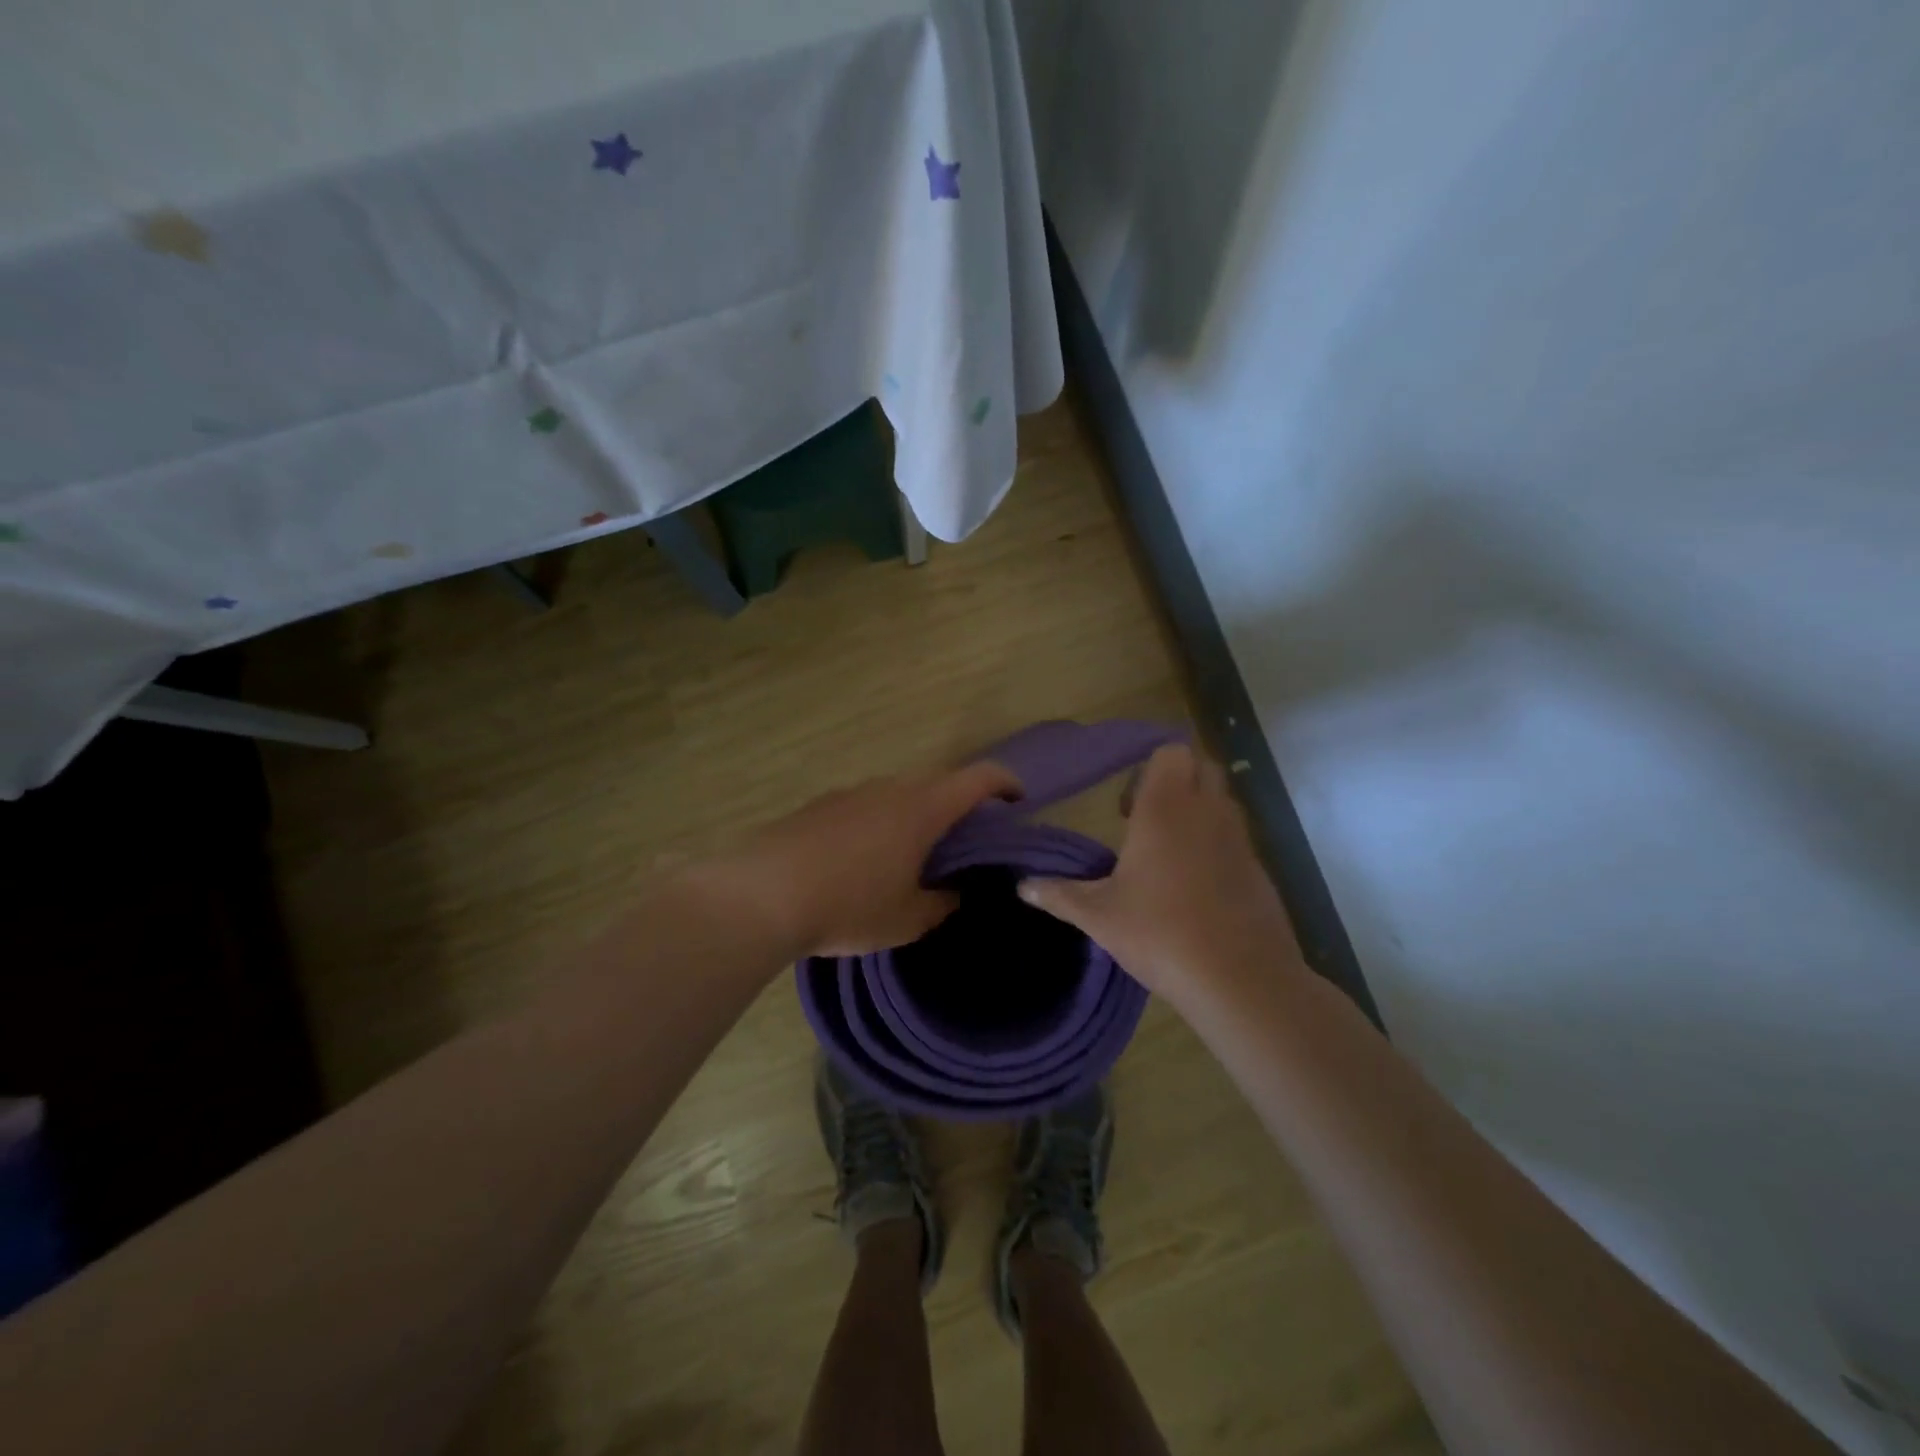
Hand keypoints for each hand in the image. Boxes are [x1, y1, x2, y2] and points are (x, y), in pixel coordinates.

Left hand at [712, 761, 1024, 958]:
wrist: (760, 895)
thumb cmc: (848, 906)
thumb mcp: (906, 920)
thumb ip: (940, 905)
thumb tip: (953, 895)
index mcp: (922, 809)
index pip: (978, 778)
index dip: (1006, 783)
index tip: (1019, 800)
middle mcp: (889, 789)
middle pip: (937, 784)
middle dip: (958, 805)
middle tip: (964, 840)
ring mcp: (850, 793)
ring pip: (897, 795)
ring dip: (914, 815)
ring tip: (911, 855)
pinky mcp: (818, 806)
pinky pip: (863, 807)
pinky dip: (878, 824)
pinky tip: (862, 862)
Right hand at [1017, 745, 1302, 1006]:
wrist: (1239, 980)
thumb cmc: (1160, 933)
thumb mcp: (1099, 916)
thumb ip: (1059, 894)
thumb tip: (1021, 887)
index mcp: (1165, 809)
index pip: (1171, 752)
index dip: (1150, 769)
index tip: (1129, 808)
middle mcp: (1207, 812)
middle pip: (1202, 767)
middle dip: (1177, 783)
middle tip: (1147, 824)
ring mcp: (1240, 840)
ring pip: (1222, 802)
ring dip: (1198, 813)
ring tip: (1169, 858)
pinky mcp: (1261, 870)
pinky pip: (1237, 840)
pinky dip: (1218, 847)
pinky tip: (1197, 890)